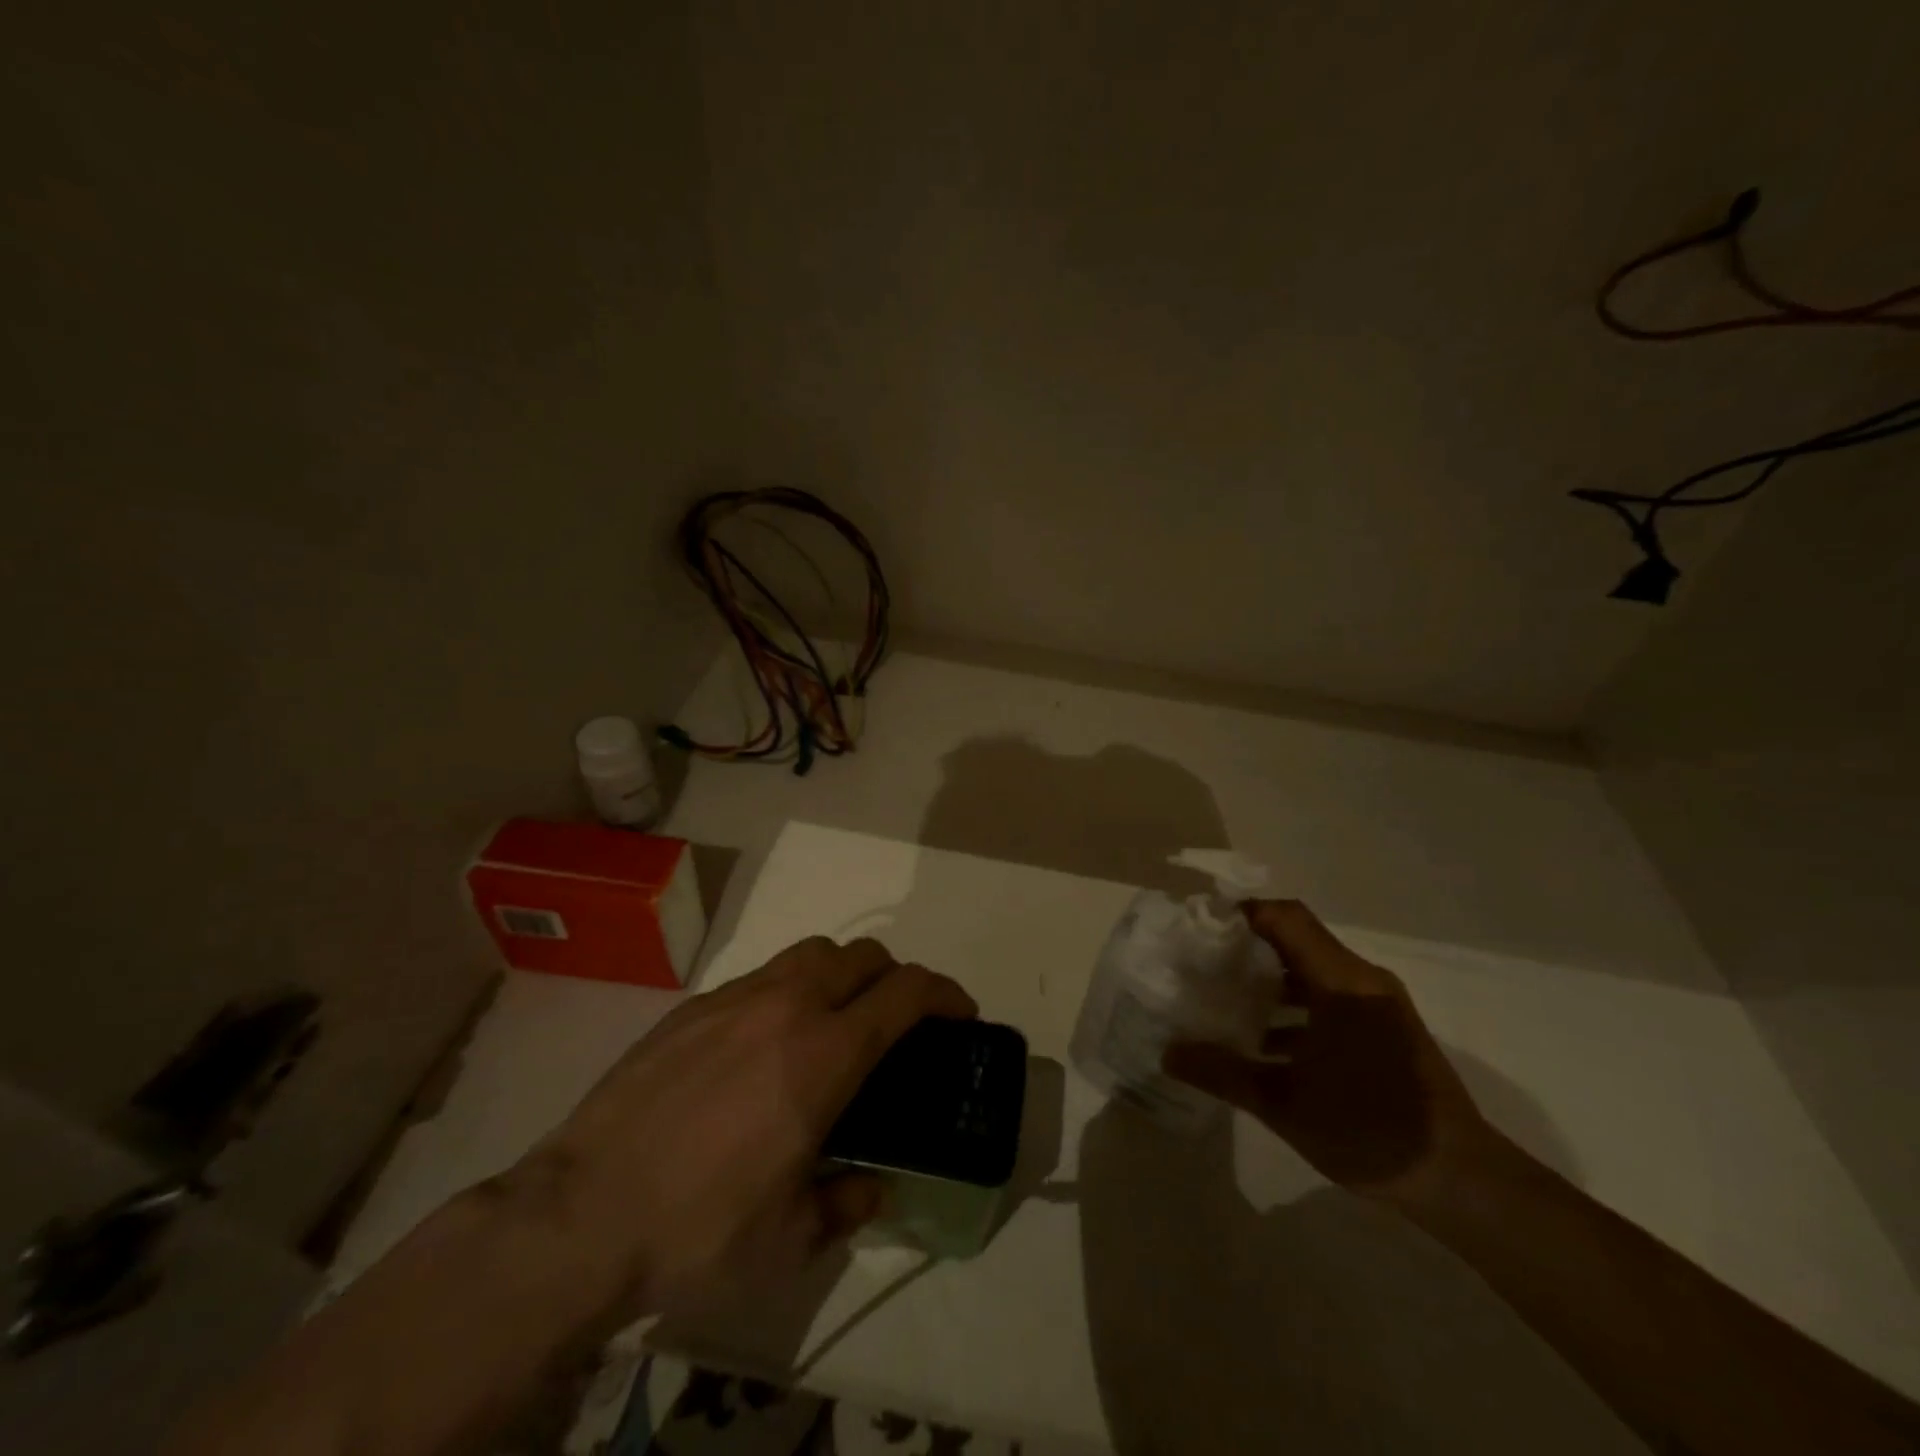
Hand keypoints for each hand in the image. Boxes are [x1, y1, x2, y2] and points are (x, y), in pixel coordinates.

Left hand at [487, 937, 975, 1322]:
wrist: (580, 1215)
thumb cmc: (698, 1229)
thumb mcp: (790, 1239)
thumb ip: (848, 1204)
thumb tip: (875, 1187)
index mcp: (824, 1053)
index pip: (905, 992)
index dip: (945, 993)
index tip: (961, 1011)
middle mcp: (787, 1006)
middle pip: (862, 955)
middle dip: (895, 977)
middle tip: (896, 1020)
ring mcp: (735, 998)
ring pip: (810, 952)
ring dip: (840, 973)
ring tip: (832, 1020)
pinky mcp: (693, 1006)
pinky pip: (760, 976)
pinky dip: (785, 991)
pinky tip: (762, 1044)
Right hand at [1164, 900, 1486, 1199]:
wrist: (1463, 1182)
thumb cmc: (1370, 1130)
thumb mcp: (1285, 1105)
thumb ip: (1223, 1073)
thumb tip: (1167, 1052)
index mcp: (1341, 983)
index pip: (1285, 918)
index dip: (1243, 913)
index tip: (1201, 926)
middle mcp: (1362, 981)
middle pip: (1296, 940)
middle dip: (1247, 948)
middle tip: (1202, 963)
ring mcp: (1379, 1005)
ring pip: (1313, 971)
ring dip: (1270, 981)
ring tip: (1225, 1001)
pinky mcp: (1387, 1029)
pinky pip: (1331, 998)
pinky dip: (1296, 1008)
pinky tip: (1266, 1044)